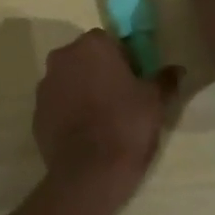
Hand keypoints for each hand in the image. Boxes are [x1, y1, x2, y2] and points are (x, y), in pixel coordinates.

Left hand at [32, 29, 174, 197]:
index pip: (110, 42)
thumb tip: (178, 70)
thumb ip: (165, 80)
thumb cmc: (126, 125)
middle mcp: (62, 58)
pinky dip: (69, 113)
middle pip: (85, 59)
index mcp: (92, 46)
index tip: (135, 81)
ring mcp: (44, 86)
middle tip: (120, 99)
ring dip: (82, 91)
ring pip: (69, 81)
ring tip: (102, 119)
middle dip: (100, 73)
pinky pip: (57, 106)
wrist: (88, 172)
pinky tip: (85, 134)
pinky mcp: (36, 113)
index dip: (124, 60)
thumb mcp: (155, 101)